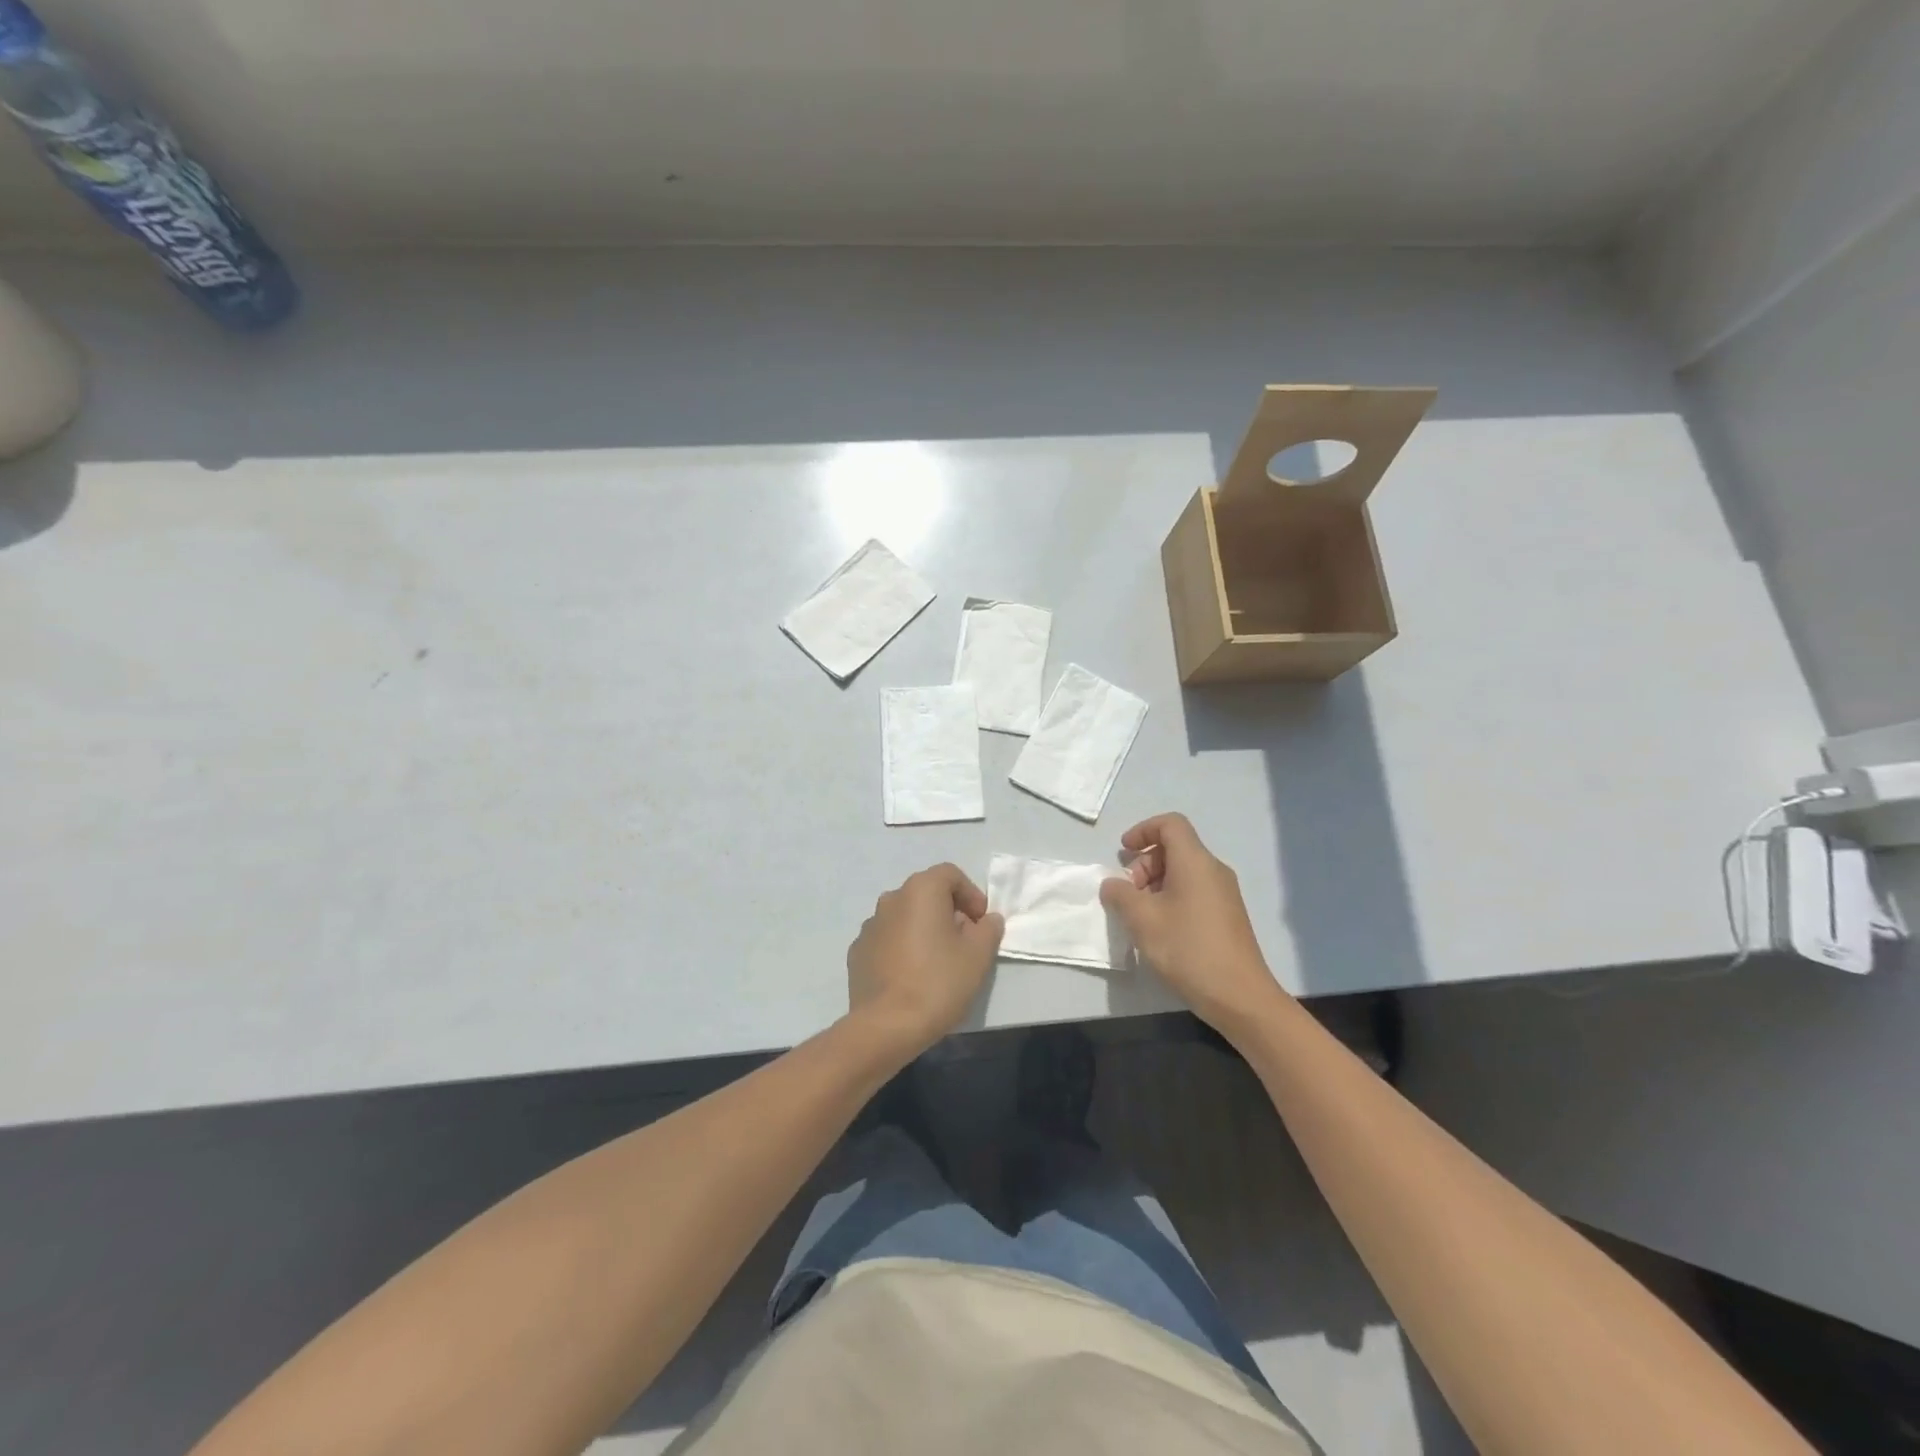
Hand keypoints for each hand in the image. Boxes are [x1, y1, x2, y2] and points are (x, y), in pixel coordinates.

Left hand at [846, 863, 1004, 1057]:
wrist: (886, 1026)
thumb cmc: (938, 982)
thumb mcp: (979, 955)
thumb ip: (988, 929)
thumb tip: (987, 920)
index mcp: (920, 890)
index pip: (950, 875)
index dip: (971, 894)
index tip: (981, 923)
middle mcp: (891, 899)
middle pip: (926, 894)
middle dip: (948, 912)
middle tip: (965, 942)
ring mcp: (869, 926)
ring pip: (905, 917)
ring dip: (924, 930)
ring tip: (938, 962)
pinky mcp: (857, 952)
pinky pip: (888, 940)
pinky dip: (903, 948)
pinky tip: (912, 976)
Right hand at [1099, 813, 1287, 1030]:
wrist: (1240, 997)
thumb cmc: (1188, 949)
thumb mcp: (1142, 920)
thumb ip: (1120, 895)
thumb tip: (1113, 885)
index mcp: (1195, 862)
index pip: (1170, 824)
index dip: (1143, 830)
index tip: (1123, 852)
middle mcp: (1214, 870)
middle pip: (1175, 848)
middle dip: (1145, 863)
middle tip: (1129, 894)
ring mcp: (1224, 894)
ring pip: (1183, 872)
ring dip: (1155, 884)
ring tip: (1141, 916)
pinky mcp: (1228, 916)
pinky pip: (1194, 891)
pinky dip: (1171, 898)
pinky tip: (1161, 929)